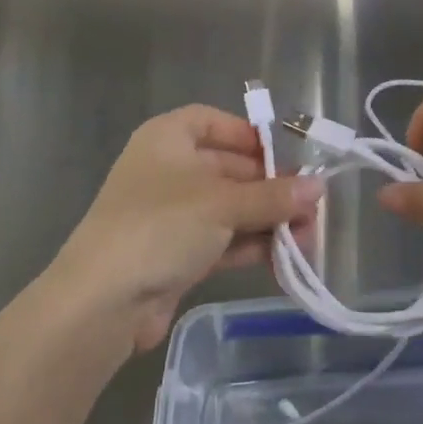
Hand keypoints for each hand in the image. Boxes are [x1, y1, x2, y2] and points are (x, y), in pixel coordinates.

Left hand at [51, 105, 321, 352]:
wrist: (103, 301)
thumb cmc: (162, 225)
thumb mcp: (223, 204)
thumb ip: (273, 196)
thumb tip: (319, 188)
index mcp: (168, 138)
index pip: (212, 122)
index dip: (248, 136)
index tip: (283, 156)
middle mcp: (168, 169)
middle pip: (228, 168)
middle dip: (270, 188)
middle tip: (311, 208)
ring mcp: (170, 214)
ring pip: (228, 208)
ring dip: (266, 221)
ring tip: (307, 239)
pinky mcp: (175, 253)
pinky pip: (221, 240)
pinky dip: (250, 246)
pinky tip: (284, 259)